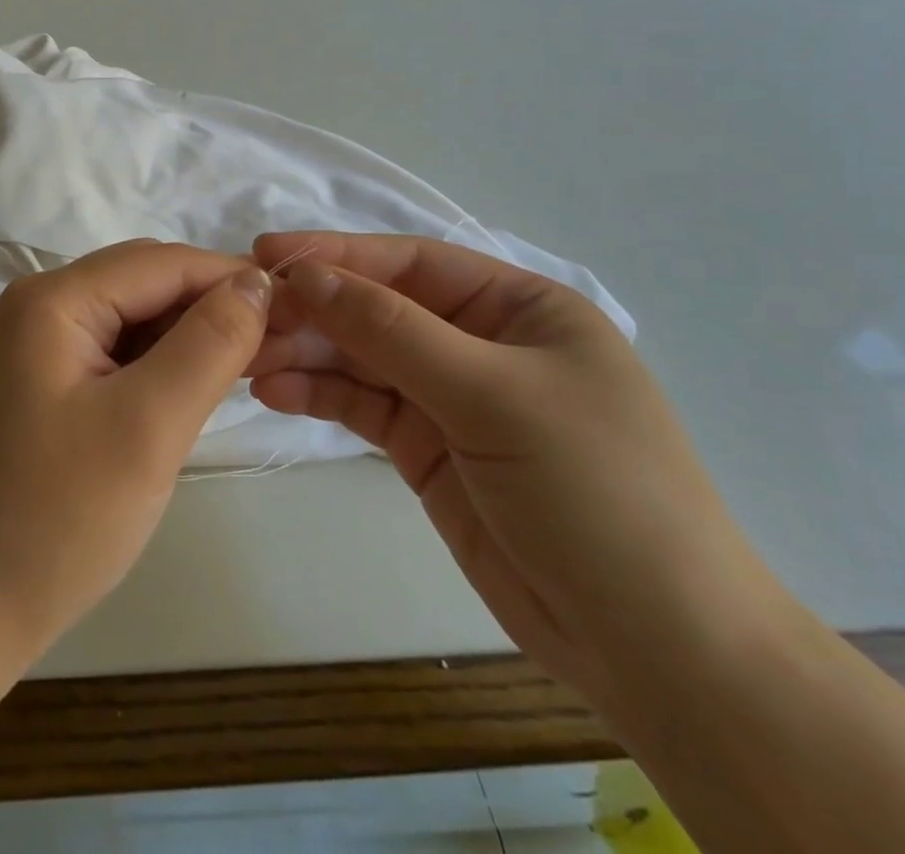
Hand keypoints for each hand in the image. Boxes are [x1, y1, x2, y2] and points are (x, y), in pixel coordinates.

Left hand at [0, 240, 271, 665]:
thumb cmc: (57, 518)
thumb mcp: (148, 426)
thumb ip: (208, 344)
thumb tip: (255, 281)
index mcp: (51, 299)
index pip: (159, 263)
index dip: (229, 277)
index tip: (294, 307)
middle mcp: (33, 306)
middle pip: (140, 283)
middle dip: (208, 305)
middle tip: (274, 344)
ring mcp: (27, 346)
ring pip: (126, 318)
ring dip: (182, 335)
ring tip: (239, 369)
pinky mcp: (32, 383)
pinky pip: (105, 352)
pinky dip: (151, 363)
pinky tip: (184, 391)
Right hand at [248, 232, 788, 711]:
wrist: (656, 650)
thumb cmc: (594, 491)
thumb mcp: (492, 394)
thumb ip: (392, 330)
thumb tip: (306, 276)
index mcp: (519, 308)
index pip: (413, 263)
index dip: (339, 255)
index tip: (267, 255)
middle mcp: (482, 342)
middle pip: (379, 309)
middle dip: (314, 310)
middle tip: (247, 317)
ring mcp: (452, 398)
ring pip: (363, 357)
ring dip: (306, 353)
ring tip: (248, 359)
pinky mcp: (428, 449)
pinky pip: (363, 406)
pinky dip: (320, 395)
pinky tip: (275, 392)